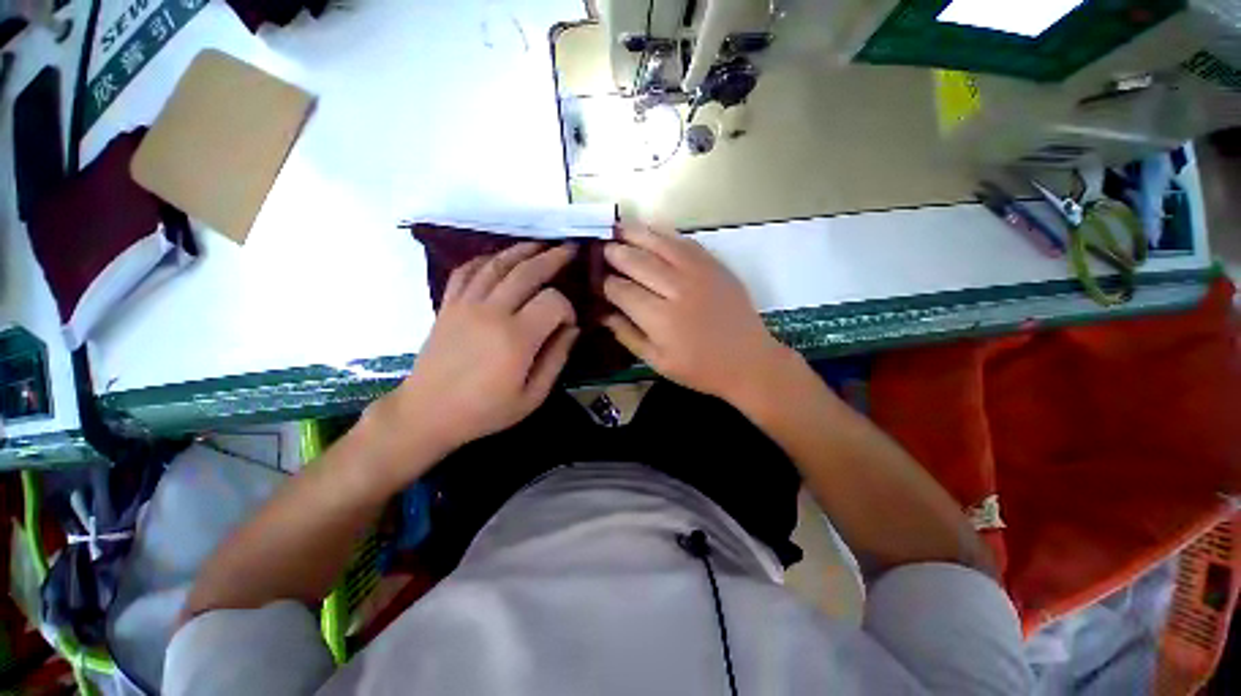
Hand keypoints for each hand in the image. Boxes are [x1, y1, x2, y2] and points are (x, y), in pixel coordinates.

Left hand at [380, 243, 579, 460]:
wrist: (427, 413)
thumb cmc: (485, 411)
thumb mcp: (532, 396)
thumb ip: (557, 359)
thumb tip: (573, 329)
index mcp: (516, 338)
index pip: (553, 301)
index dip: (568, 308)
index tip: (569, 323)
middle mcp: (491, 312)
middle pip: (527, 271)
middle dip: (553, 258)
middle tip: (570, 249)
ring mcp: (466, 304)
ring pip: (498, 264)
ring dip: (522, 250)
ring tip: (541, 244)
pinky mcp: (448, 304)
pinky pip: (467, 270)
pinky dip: (486, 259)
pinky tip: (499, 258)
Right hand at [602, 224, 790, 403]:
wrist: (749, 360)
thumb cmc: (700, 368)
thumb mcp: (658, 362)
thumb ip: (627, 335)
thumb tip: (602, 313)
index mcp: (660, 318)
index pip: (621, 290)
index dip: (605, 284)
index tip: (597, 281)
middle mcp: (677, 288)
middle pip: (636, 261)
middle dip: (614, 253)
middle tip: (601, 249)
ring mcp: (698, 272)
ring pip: (658, 243)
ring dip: (634, 233)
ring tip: (617, 227)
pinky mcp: (714, 264)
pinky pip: (684, 241)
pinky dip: (663, 232)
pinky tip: (650, 229)